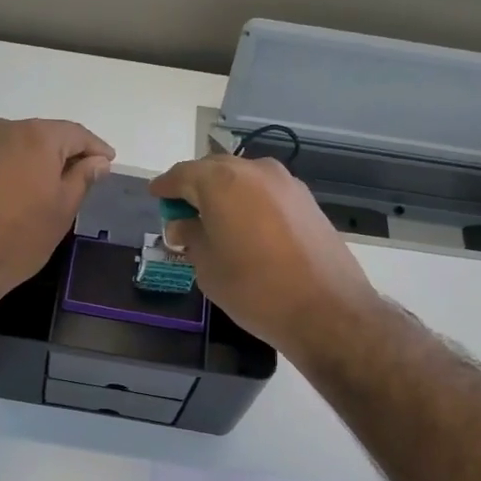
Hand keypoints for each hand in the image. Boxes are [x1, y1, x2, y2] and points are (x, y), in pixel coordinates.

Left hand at [0, 118, 114, 302]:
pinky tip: (17, 194)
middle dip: (65, 153)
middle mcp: (5, 130)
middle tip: (82, 176)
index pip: (76, 134)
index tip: (108, 162)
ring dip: (36, 162)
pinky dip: (12, 171)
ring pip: (18, 147)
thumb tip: (97, 160)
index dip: (96, 148)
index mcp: (37, 136)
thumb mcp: (63, 210)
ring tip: (49, 187)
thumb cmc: (20, 237)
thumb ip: (83, 178)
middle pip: (45, 136)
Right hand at [147, 154, 379, 357]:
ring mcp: (286, 183)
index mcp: (222, 182)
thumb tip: (183, 225)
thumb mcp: (207, 267)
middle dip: (195, 188)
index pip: (182, 174)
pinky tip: (245, 229)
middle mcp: (255, 171)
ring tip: (214, 223)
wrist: (325, 309)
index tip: (155, 196)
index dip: (166, 187)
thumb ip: (191, 237)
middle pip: (214, 170)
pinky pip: (266, 193)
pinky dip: (249, 203)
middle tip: (182, 214)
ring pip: (243, 179)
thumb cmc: (254, 289)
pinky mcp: (307, 201)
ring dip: (224, 195)